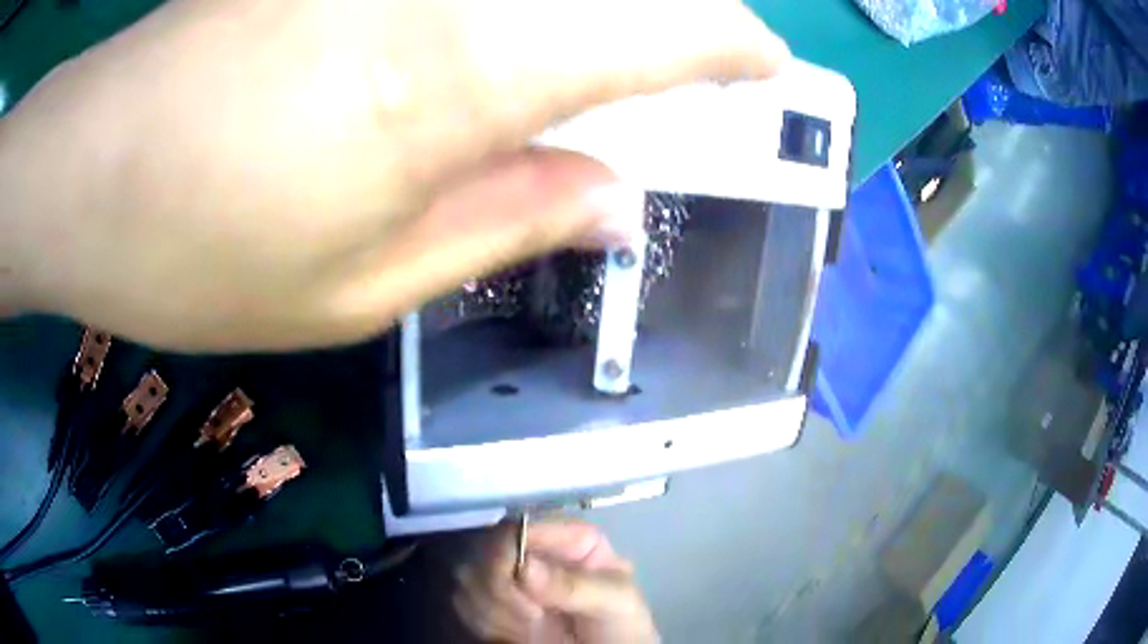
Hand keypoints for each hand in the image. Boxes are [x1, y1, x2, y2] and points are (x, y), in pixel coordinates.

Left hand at [0, 0, 786, 350]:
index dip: (730, 43)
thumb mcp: (357, 285)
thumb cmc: (195, 252)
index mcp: (462, 75)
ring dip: (600, 6)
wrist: (86, 173)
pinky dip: (517, 2)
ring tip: (620, 49)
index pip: (659, 32)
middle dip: (678, 10)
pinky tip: (510, 26)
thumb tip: (616, 200)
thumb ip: (506, 225)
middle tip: (704, 54)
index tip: (765, 62)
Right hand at [453, 520, 657, 642]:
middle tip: (532, 617)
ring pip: (469, 577)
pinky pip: (464, 604)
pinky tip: (515, 635)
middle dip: (501, 588)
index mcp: (569, 540)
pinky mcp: (493, 605)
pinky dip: (483, 622)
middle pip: (485, 550)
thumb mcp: (614, 602)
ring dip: (493, 610)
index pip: (520, 526)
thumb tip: (524, 566)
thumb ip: (574, 585)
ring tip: (532, 629)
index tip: (517, 583)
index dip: (508, 552)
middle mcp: (534, 552)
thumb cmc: (622, 626)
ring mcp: (511, 579)